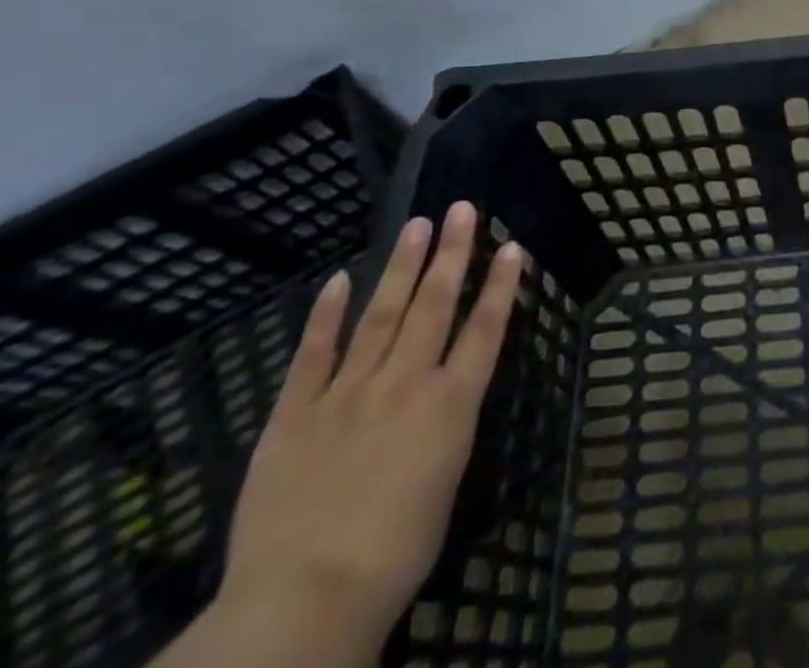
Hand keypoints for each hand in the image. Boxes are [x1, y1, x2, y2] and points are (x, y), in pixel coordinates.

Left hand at [215, 205, 525, 655]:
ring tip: (417, 225)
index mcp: (449, 404)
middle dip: (452, 253)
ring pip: (382, 314)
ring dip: (401, 266)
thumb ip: (444, 428)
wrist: (304, 599)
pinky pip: (314, 353)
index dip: (500, 284)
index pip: (485, 329)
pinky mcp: (296, 412)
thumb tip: (443, 397)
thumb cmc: (394, 555)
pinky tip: (338, 279)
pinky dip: (327, 314)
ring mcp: (348, 391)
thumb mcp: (444, 483)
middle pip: (435, 305)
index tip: (511, 245)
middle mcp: (405, 383)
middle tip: (461, 209)